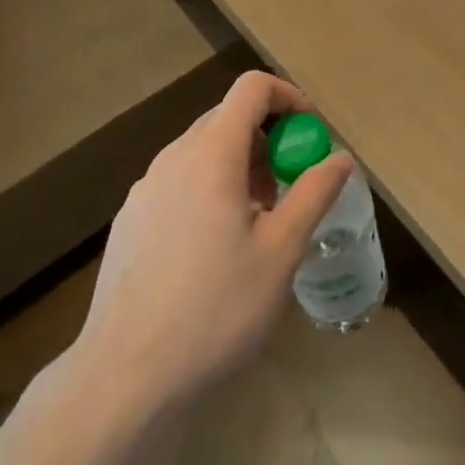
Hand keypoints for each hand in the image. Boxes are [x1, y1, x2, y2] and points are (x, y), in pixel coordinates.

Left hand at [60, 71, 352, 413]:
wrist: (123, 375)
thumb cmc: (215, 308)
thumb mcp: (281, 252)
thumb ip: (314, 194)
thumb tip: (340, 158)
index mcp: (211, 154)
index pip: (251, 88)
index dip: (287, 97)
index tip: (310, 133)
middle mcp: (173, 158)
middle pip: (227, 117)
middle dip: (267, 138)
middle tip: (289, 185)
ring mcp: (145, 188)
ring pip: (202, 151)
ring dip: (239, 165)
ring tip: (257, 222)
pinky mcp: (130, 219)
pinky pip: (179, 181)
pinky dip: (209, 188)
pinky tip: (215, 249)